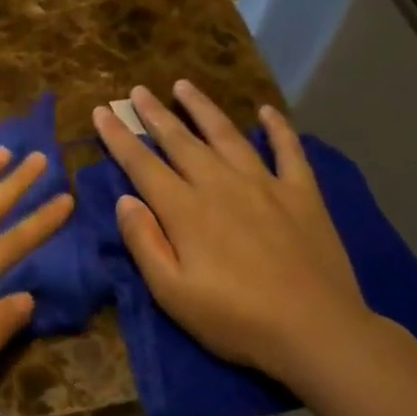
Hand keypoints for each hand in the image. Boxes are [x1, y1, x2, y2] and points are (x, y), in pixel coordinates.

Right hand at [91, 81, 375, 388]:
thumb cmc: (235, 319)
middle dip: (155, 114)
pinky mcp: (302, 193)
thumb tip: (124, 200)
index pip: (142, 164)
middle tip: (137, 91)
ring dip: (203, 108)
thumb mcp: (172, 293)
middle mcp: (220, 185)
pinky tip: (267, 111)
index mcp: (185, 210)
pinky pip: (288, 150)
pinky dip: (278, 128)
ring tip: (184, 85)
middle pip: (180, 141)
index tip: (102, 112)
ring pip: (226, 135)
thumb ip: (145, 242)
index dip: (119, 137)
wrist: (315, 330)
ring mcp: (264, 184)